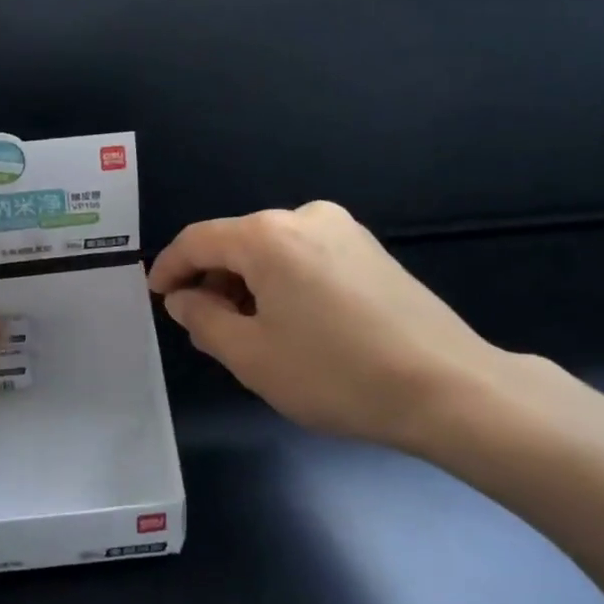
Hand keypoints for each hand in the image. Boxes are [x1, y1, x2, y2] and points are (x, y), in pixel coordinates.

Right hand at [148, 202, 533, 459]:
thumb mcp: (251, 355)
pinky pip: (306, 258)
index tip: (156, 296)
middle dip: (212, 282)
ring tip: (249, 334)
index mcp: (268, 236)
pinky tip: (292, 324)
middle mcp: (305, 217)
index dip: (169, 267)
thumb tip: (183, 298)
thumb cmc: (335, 373)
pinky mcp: (371, 250)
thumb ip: (203, 319)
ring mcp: (345, 230)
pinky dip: (283, 284)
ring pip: (273, 252)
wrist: (446, 386)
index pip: (198, 240)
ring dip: (248, 285)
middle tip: (204, 329)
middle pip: (237, 243)